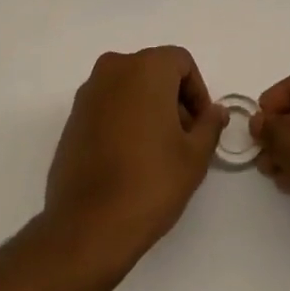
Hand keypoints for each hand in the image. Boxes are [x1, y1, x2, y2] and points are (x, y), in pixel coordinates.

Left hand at [43, 46, 227, 275]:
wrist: (87, 227)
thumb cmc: (149, 184)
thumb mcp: (194, 157)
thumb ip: (210, 125)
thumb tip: (216, 111)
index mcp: (146, 67)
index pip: (181, 62)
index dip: (197, 92)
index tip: (201, 127)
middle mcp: (115, 68)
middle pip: (154, 71)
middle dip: (173, 100)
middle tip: (183, 141)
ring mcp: (89, 92)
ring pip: (129, 88)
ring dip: (147, 110)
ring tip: (156, 153)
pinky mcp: (73, 117)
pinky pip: (108, 106)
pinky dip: (123, 120)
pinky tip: (128, 159)